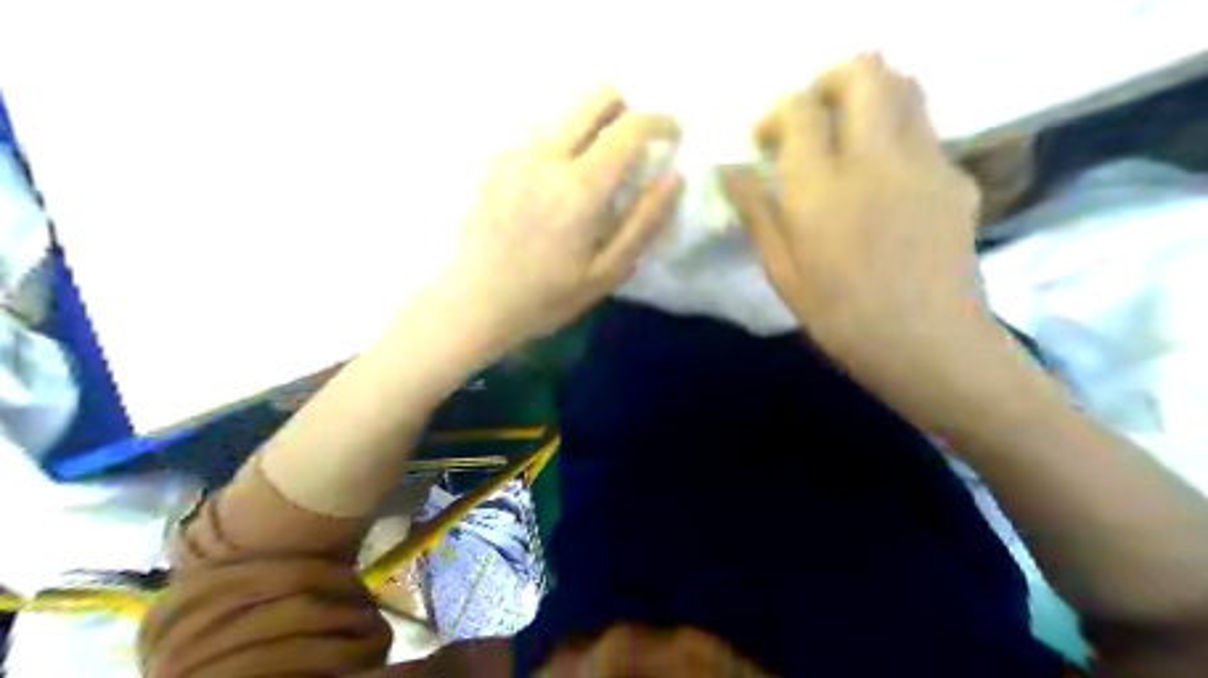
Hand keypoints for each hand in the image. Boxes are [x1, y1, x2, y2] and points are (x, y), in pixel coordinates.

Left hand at [442, 88, 683, 352]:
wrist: (476, 301)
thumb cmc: (546, 296)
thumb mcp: (606, 271)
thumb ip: (643, 222)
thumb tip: (674, 177)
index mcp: (580, 187)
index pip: (629, 128)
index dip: (659, 122)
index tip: (673, 133)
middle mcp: (547, 155)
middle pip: (594, 96)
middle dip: (626, 105)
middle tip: (637, 138)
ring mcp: (516, 152)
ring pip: (566, 111)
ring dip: (592, 123)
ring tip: (598, 162)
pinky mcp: (496, 160)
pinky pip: (540, 132)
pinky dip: (562, 142)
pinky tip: (557, 180)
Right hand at [727, 52, 990, 375]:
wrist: (931, 346)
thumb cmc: (843, 319)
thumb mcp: (783, 274)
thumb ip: (758, 214)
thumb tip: (733, 172)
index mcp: (820, 190)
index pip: (798, 110)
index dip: (776, 112)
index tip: (765, 139)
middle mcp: (875, 160)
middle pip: (862, 73)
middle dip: (829, 83)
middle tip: (810, 119)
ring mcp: (924, 162)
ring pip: (903, 88)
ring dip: (868, 98)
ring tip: (846, 138)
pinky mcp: (955, 177)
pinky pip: (924, 131)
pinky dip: (896, 135)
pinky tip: (883, 181)